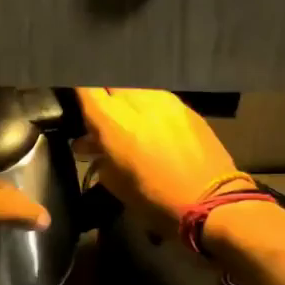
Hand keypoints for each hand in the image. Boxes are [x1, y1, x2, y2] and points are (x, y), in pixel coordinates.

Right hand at [76, 87, 243, 232]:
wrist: (211, 203)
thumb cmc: (154, 200)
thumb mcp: (114, 183)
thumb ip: (98, 156)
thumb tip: (87, 144)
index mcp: (111, 120)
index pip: (85, 85)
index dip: (77, 90)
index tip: (74, 100)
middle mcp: (136, 101)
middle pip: (110, 81)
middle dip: (102, 94)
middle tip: (99, 113)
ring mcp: (163, 99)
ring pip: (134, 87)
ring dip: (126, 100)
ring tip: (126, 120)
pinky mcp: (185, 106)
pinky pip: (156, 97)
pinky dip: (147, 106)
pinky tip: (149, 124)